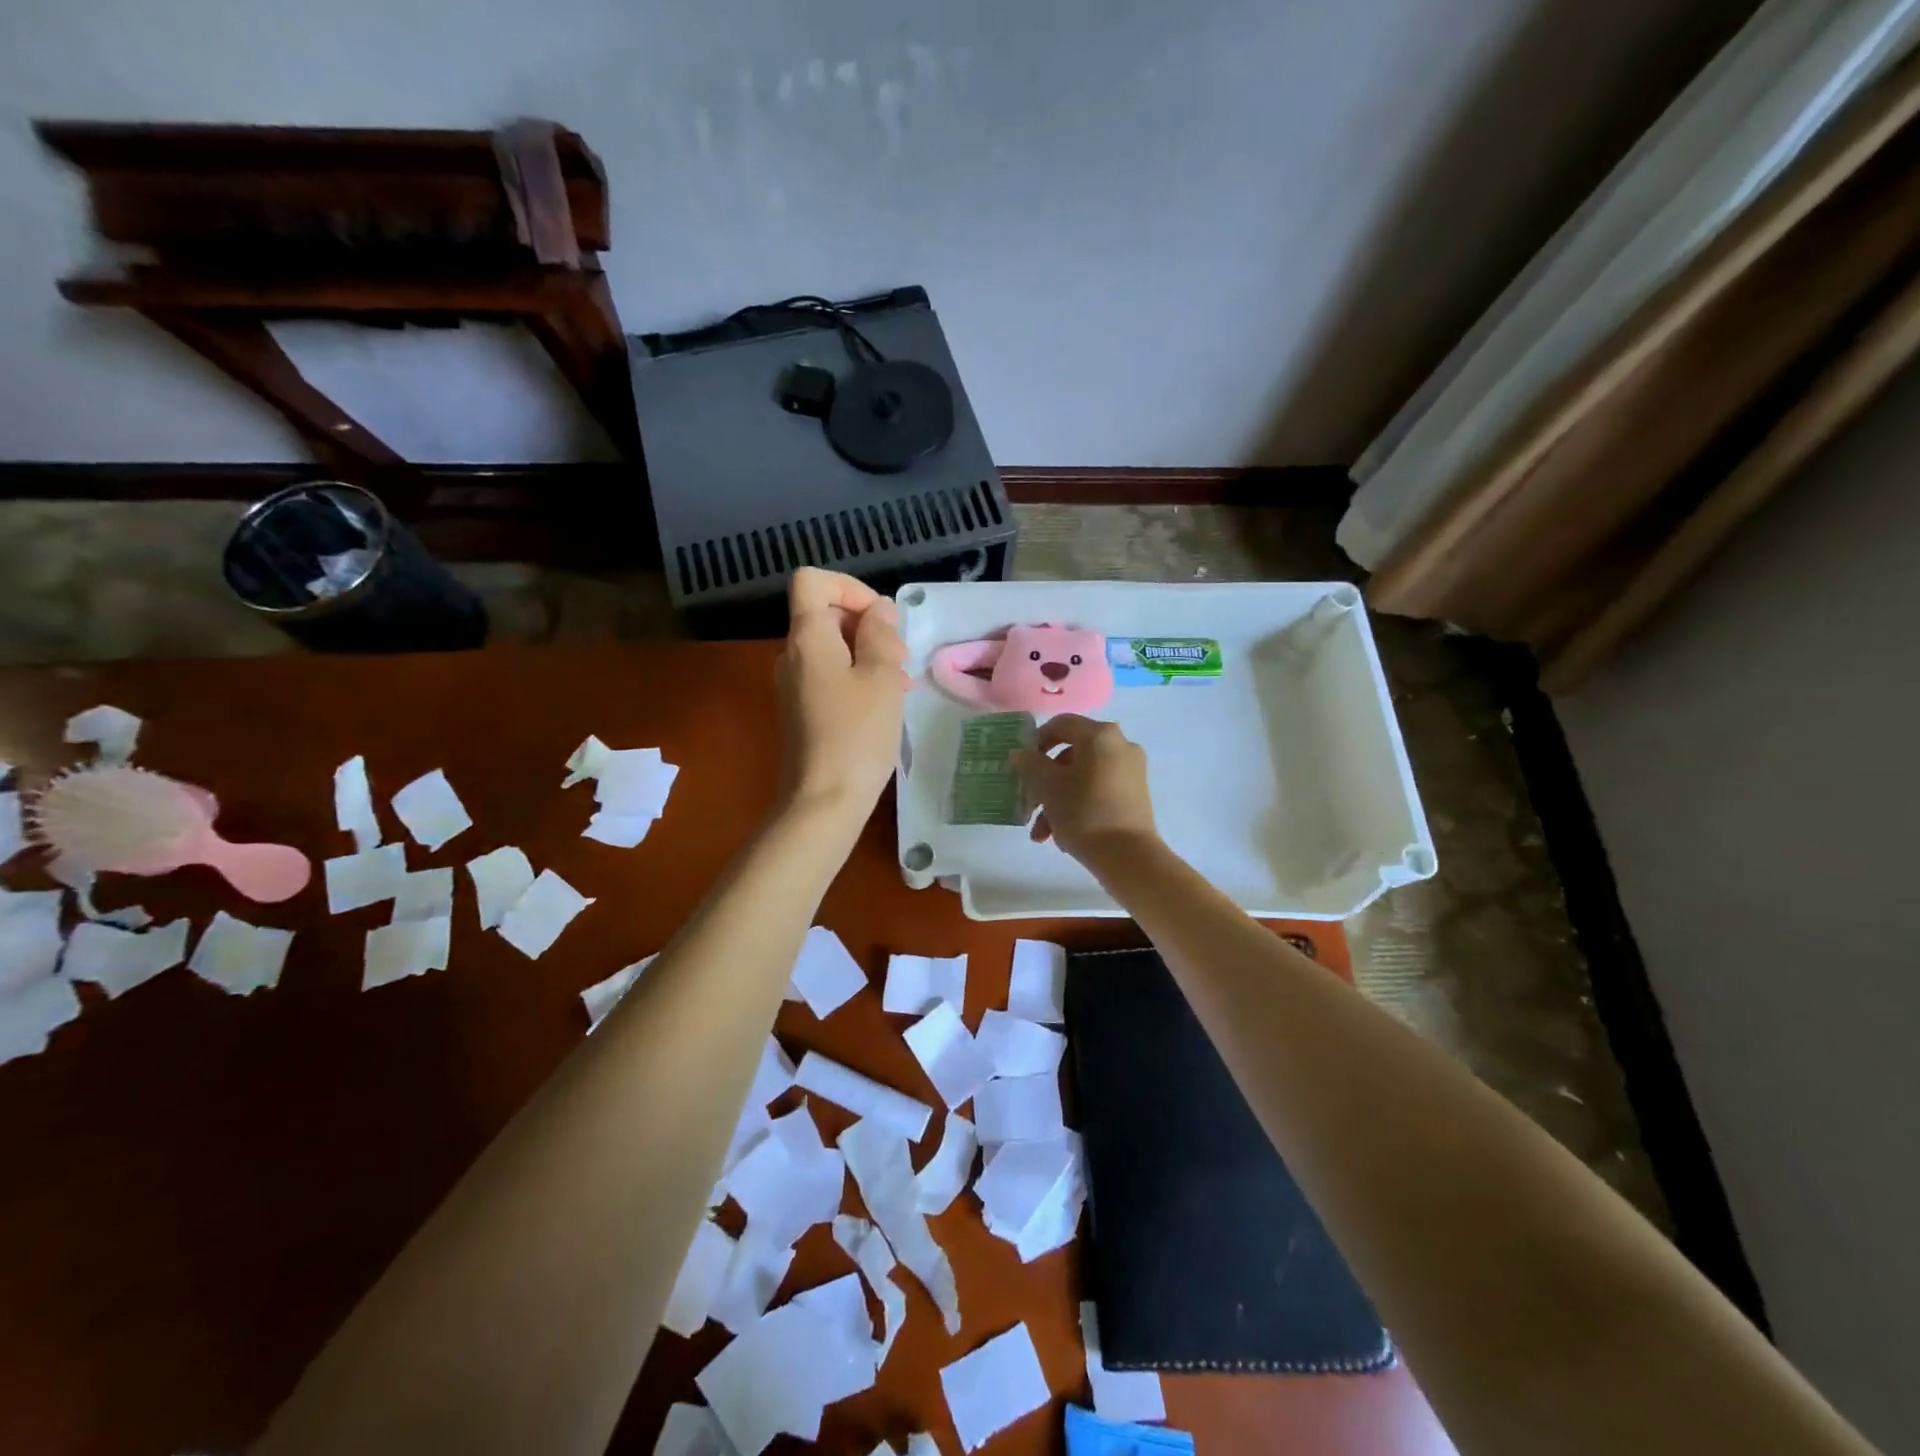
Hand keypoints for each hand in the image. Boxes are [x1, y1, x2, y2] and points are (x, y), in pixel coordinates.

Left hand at [774, 568, 906, 834]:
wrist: (823, 801)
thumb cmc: (857, 735)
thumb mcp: (881, 677)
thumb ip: (881, 634)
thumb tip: (878, 610)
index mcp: (807, 638)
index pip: (812, 581)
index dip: (850, 587)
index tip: (881, 619)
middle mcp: (793, 655)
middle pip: (827, 615)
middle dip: (869, 627)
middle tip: (901, 659)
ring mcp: (795, 684)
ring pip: (834, 648)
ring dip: (870, 655)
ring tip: (901, 685)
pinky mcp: (803, 710)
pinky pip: (831, 676)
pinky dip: (859, 678)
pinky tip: (886, 703)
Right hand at [1010, 714, 1158, 865]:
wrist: (1128, 856)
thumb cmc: (1084, 812)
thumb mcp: (1048, 787)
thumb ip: (1030, 764)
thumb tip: (1020, 754)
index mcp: (1100, 736)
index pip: (1061, 724)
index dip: (1037, 740)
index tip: (1022, 764)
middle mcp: (1120, 745)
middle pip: (1071, 755)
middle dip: (1044, 782)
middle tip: (1029, 805)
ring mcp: (1131, 771)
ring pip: (1082, 777)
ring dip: (1057, 801)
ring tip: (1042, 833)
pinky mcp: (1135, 795)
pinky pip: (1098, 790)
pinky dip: (1078, 806)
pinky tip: (1061, 835)